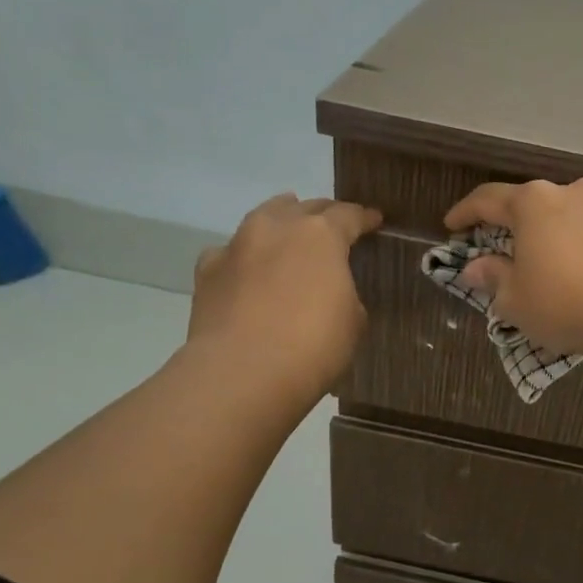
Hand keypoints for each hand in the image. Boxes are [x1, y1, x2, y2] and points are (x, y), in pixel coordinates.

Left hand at [188, 194, 382, 403]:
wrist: (243, 374)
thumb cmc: (313, 346)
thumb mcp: (353, 321)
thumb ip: (345, 294)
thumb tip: (331, 293)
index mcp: (321, 235)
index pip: (349, 215)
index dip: (364, 218)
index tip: (374, 220)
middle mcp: (277, 228)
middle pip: (304, 208)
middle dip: (322, 215)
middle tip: (335, 228)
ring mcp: (237, 246)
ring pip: (264, 219)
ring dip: (281, 225)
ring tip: (290, 236)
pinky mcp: (207, 271)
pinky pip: (231, 253)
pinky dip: (245, 258)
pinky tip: (249, 273)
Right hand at [444, 176, 582, 355]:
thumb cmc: (565, 305)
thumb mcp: (515, 300)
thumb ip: (492, 277)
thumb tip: (474, 268)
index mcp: (534, 204)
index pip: (488, 200)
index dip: (466, 213)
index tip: (453, 225)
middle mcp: (574, 192)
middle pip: (537, 205)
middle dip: (522, 227)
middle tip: (513, 253)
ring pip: (577, 215)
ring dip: (564, 235)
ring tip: (565, 266)